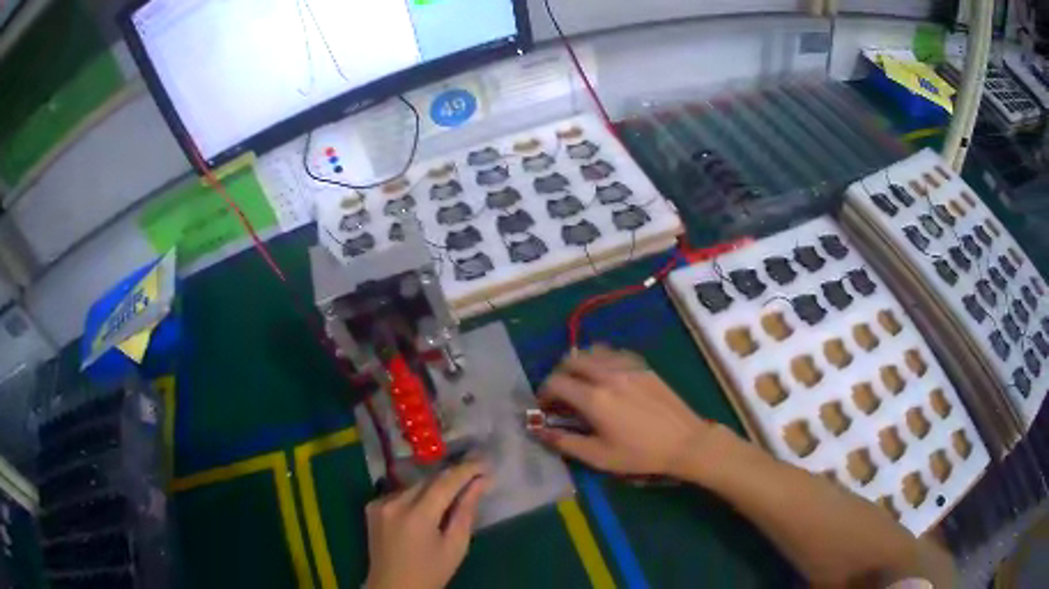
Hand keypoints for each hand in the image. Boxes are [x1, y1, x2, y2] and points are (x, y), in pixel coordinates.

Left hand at [365, 461, 490, 588]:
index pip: (445, 482)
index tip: (485, 461)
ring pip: (414, 485)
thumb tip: (480, 482)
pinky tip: (427, 506)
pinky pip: (401, 493)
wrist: (393, 588)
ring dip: (434, 486)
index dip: (467, 469)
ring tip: (454, 490)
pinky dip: (417, 496)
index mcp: (417, 515)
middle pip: (428, 480)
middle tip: (476, 472)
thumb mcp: (455, 547)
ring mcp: (379, 503)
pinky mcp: (372, 507)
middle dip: (452, 476)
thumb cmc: (430, 573)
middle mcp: (394, 502)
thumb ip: (466, 512)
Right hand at [534, 346, 713, 477]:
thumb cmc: (640, 454)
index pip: (556, 382)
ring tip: (581, 383)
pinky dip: (601, 359)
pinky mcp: (643, 366)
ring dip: (579, 363)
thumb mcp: (598, 457)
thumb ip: (565, 442)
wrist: (685, 442)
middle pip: (571, 360)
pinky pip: (613, 353)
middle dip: (559, 374)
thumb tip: (537, 431)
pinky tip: (606, 377)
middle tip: (561, 394)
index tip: (545, 407)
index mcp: (594, 398)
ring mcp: (627, 367)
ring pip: (592, 351)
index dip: (544, 393)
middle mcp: (608, 375)